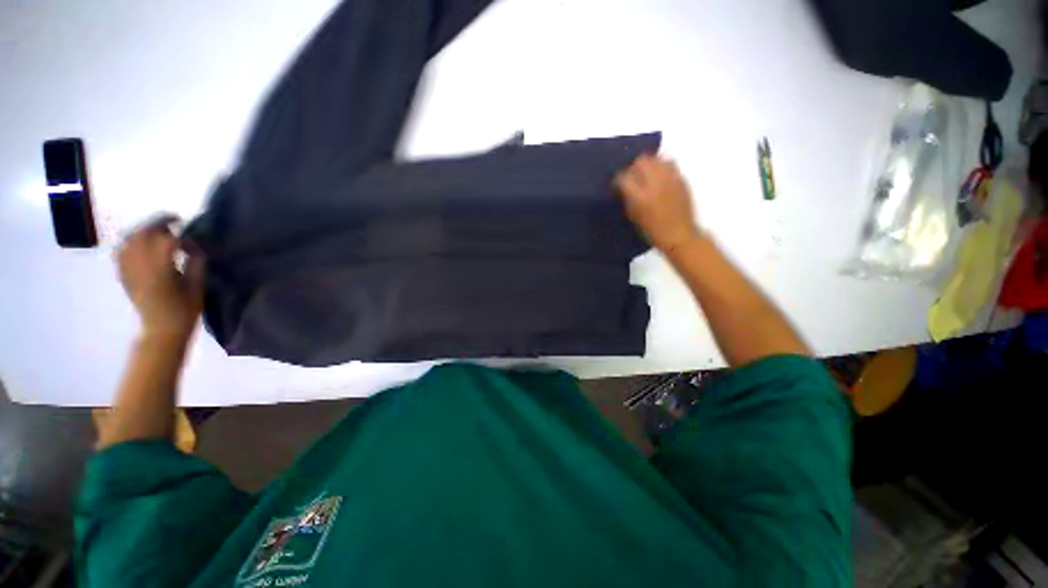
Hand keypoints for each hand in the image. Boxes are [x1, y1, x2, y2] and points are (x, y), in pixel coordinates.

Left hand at [116, 215, 204, 341]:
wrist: (161, 331)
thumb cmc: (185, 311)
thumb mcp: (197, 287)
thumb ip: (196, 264)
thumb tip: (196, 246)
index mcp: (161, 271)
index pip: (168, 241)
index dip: (183, 237)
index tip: (195, 242)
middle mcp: (140, 267)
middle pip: (144, 234)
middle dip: (159, 223)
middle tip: (175, 221)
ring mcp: (128, 270)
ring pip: (130, 239)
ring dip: (144, 230)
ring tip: (158, 230)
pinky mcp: (123, 274)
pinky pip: (120, 250)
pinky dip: (130, 241)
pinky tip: (140, 242)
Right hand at [614, 154, 701, 252]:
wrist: (678, 234)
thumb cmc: (652, 231)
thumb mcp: (633, 217)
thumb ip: (628, 198)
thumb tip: (623, 186)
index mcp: (640, 197)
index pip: (624, 177)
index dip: (618, 180)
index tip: (617, 185)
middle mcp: (655, 183)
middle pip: (640, 161)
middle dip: (633, 168)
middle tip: (632, 177)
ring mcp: (670, 179)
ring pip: (656, 158)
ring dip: (648, 164)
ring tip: (646, 174)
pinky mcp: (681, 178)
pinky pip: (669, 163)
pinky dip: (661, 166)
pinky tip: (659, 176)